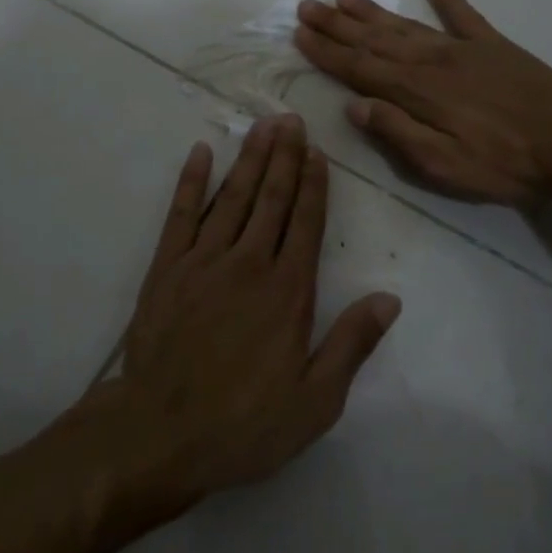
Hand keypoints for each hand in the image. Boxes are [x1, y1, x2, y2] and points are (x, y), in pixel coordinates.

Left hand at [109, 115, 400, 502]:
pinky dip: (191, 181)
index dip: (314, 185)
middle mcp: (249, 263)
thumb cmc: (245, 423)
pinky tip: (201, 153)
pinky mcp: (166, 267)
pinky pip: (181, 213)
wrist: (161, 432)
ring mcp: (203, 260)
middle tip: (292, 119)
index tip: (318, 152)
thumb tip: (389, 298)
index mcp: (288, 291)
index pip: (306, 223)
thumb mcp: (315, 401)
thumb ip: (352, 344)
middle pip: (272, 198)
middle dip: (285, 157)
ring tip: (263, 126)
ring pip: (233, 197)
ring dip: (250, 159)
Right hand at [294, 0, 551, 207]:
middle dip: (337, 24)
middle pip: (374, 40)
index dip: (327, 51)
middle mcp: (431, 61)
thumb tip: (355, 105)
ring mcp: (463, 48)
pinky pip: (463, 13)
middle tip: (307, 5)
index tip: (299, 34)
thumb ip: (397, 133)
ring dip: (372, 11)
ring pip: (405, 25)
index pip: (359, 68)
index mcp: (416, 92)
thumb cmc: (506, 164)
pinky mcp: (493, 44)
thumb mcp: (444, 165)